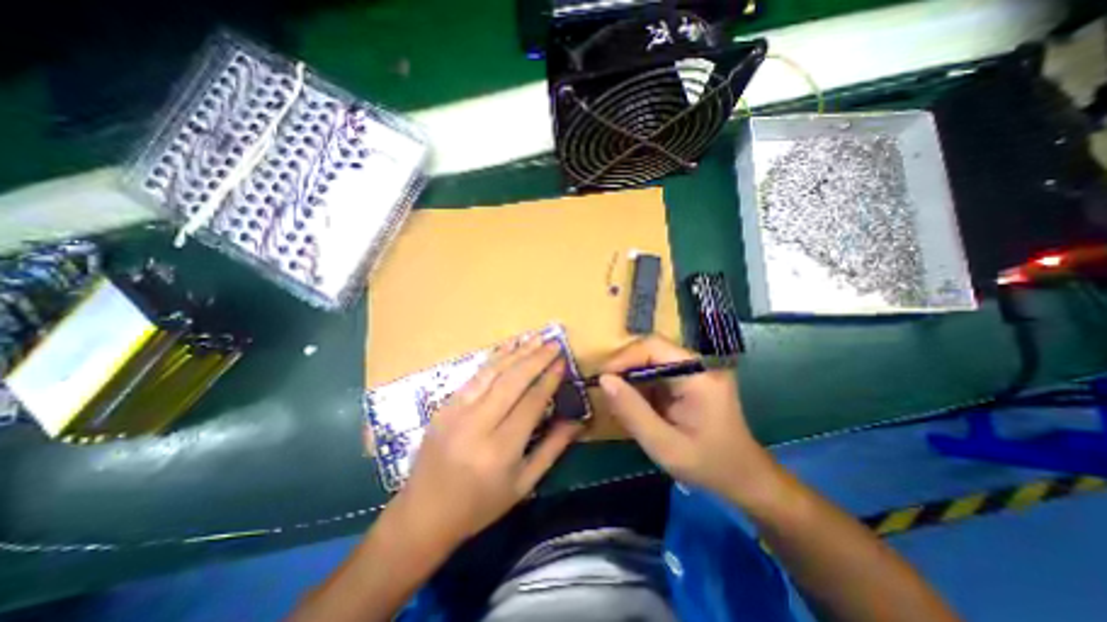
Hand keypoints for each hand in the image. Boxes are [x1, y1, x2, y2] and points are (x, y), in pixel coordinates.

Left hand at [387, 339, 581, 549]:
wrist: (423, 514)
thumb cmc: (480, 505)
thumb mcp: (523, 484)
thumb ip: (552, 449)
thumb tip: (578, 422)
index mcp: (500, 449)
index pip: (531, 403)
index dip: (549, 380)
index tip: (563, 362)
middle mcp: (477, 425)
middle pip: (512, 381)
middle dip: (536, 358)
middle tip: (554, 343)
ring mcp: (456, 412)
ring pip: (492, 372)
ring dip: (517, 352)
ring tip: (536, 337)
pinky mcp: (444, 405)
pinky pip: (474, 375)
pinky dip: (494, 358)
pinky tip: (508, 346)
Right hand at [597, 339, 776, 507]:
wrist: (745, 478)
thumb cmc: (708, 465)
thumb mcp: (664, 445)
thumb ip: (632, 412)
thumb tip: (603, 380)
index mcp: (698, 375)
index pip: (653, 347)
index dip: (623, 358)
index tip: (601, 380)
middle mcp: (698, 364)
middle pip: (651, 350)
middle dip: (624, 367)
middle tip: (604, 390)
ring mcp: (695, 370)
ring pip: (651, 360)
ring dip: (630, 376)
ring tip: (615, 399)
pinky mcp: (690, 379)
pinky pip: (657, 372)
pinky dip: (640, 385)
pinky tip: (633, 403)